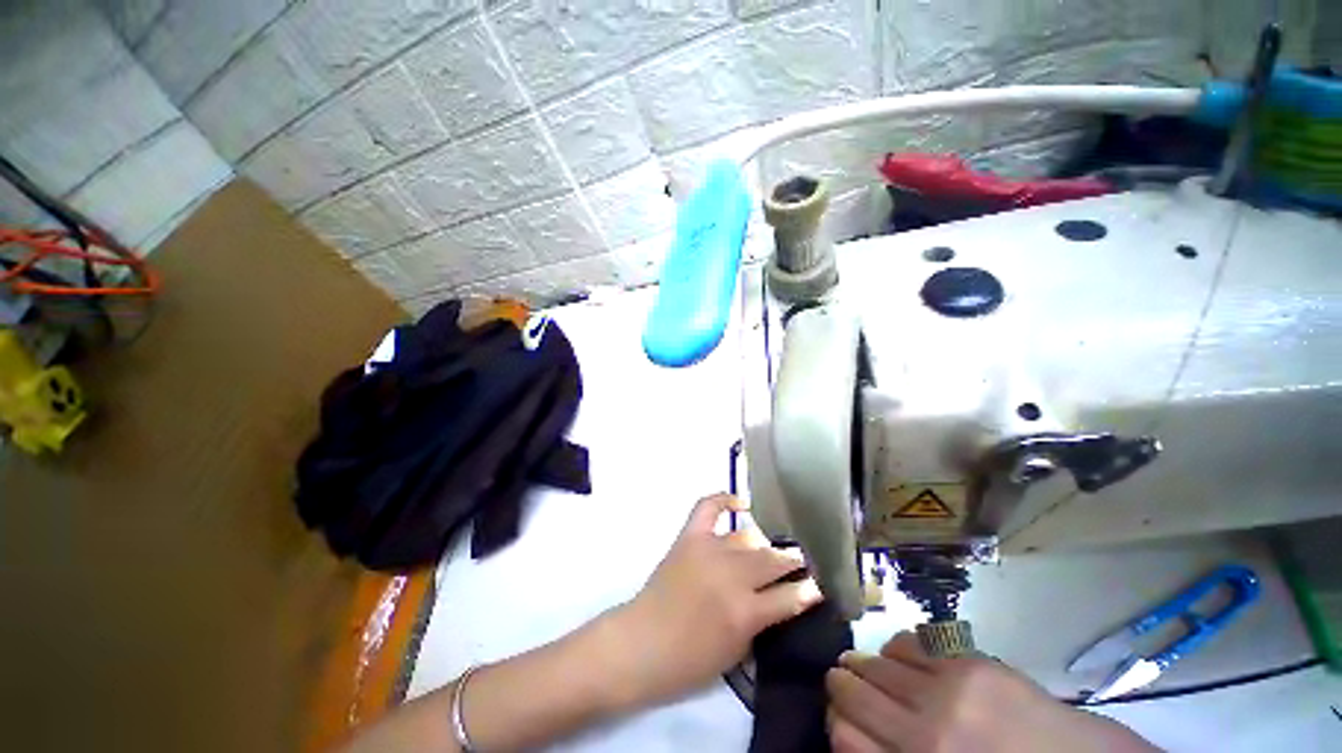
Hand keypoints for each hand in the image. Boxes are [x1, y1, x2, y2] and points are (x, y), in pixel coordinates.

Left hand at [613, 493, 823, 706]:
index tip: (820, 585)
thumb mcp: (736, 653)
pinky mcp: (689, 537)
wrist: (641, 643)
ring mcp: (709, 550)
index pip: (790, 597)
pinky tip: (741, 503)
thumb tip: (777, 598)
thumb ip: (761, 622)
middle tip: (800, 559)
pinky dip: (724, 499)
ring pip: (748, 537)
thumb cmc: (689, 660)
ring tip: (774, 543)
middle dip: (792, 559)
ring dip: (765, 542)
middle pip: (772, 559)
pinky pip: (709, 507)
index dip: (809, 591)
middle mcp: (731, 576)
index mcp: (746, 612)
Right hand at [826, 632, 1157, 751]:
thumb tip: (848, 731)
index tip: (838, 715)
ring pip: (875, 662)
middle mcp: (925, 732)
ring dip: (865, 664)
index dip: (834, 721)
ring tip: (868, 667)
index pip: (842, 734)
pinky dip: (896, 648)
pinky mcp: (971, 663)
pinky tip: (901, 658)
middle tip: (843, 682)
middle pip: (851, 690)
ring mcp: (949, 692)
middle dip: (841, 684)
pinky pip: (910, 642)